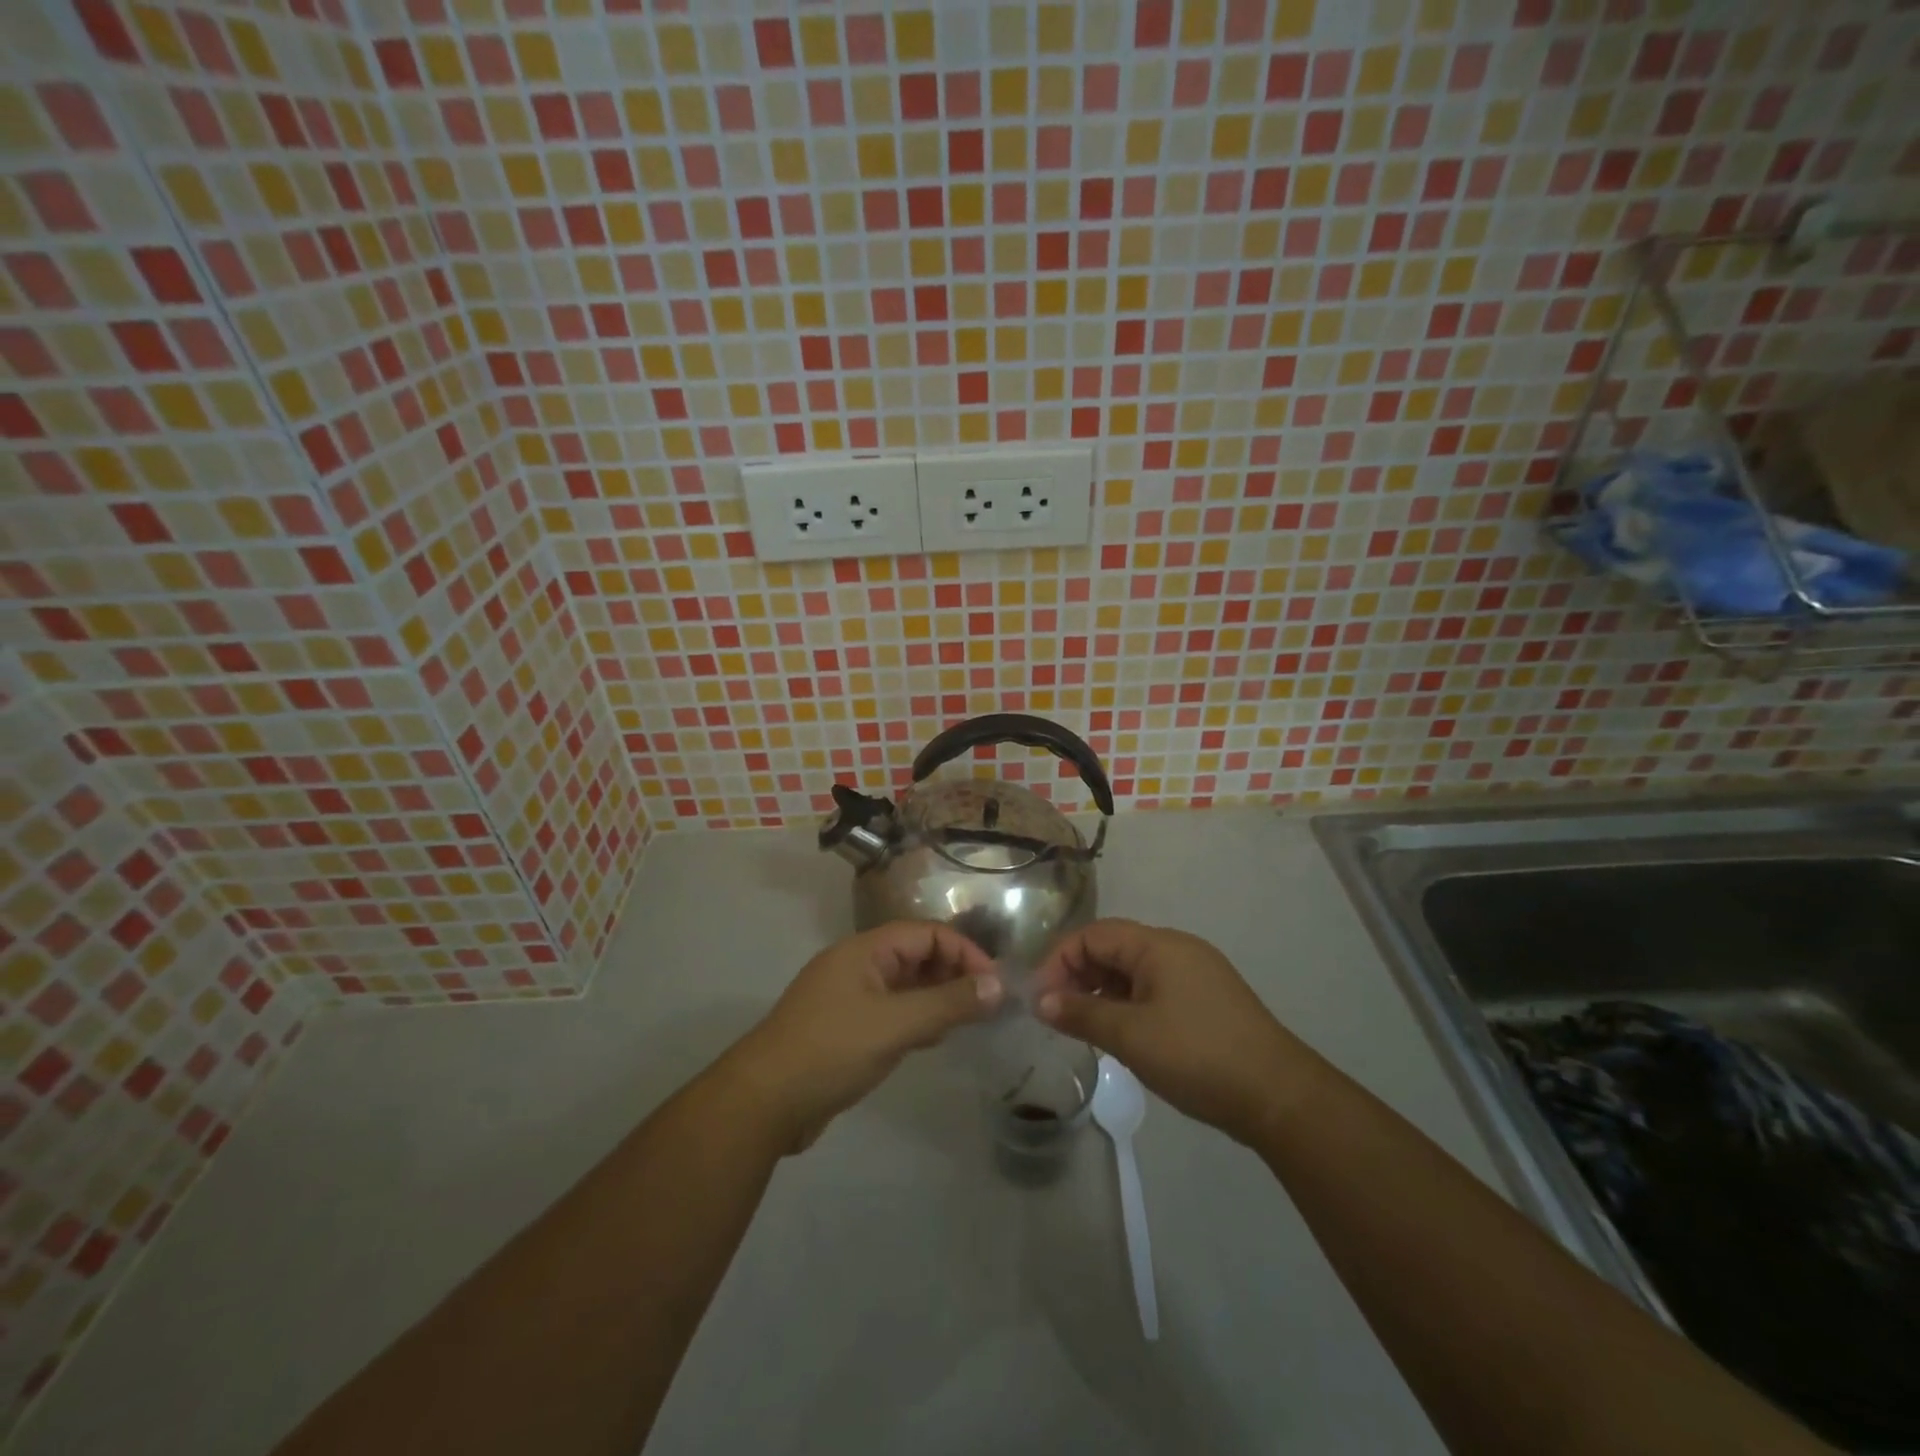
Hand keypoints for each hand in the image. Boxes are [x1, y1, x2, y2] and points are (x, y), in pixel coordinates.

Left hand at [721, 922, 1003, 1153]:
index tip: (994, 983)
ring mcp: (850, 998)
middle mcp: (858, 966)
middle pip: (916, 956)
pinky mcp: (847, 1029)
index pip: (926, 933)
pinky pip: (892, 1012)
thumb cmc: (832, 1050)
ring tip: (969, 1022)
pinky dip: (917, 1020)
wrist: (764, 1103)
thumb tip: (998, 985)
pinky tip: (933, 1040)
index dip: (963, 952)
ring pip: (906, 986)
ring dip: (937, 998)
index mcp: (865, 950)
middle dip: (953, 974)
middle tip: (987, 1005)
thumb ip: (948, 1003)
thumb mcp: (896, 1025)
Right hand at [1034, 919, 1313, 1145]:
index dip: (1059, 960)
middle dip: (1078, 975)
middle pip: (1112, 948)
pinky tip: (1118, 1033)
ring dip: (1101, 992)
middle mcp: (1176, 949)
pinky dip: (1126, 1004)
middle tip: (1054, 1013)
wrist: (1278, 1096)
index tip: (1039, 997)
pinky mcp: (1205, 1001)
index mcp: (1158, 945)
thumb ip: (1081, 1014)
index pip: (1094, 935)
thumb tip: (1040, 1001)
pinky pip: (1153, 989)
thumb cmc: (1197, 1056)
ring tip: (1080, 1025)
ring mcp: (1194, 974)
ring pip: (1132, 971)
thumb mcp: (1131, 1036)